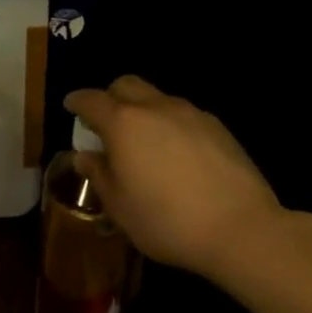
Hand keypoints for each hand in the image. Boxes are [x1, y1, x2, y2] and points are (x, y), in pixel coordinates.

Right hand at [63, 76, 286, 280]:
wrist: (241, 228)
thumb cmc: (167, 221)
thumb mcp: (120, 207)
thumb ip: (99, 175)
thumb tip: (85, 156)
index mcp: (124, 123)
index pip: (91, 100)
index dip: (77, 101)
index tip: (71, 106)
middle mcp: (155, 108)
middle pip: (126, 85)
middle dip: (111, 96)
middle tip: (106, 122)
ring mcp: (190, 113)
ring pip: (157, 98)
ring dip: (143, 110)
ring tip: (144, 142)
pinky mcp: (217, 126)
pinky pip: (183, 114)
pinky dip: (170, 124)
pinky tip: (177, 154)